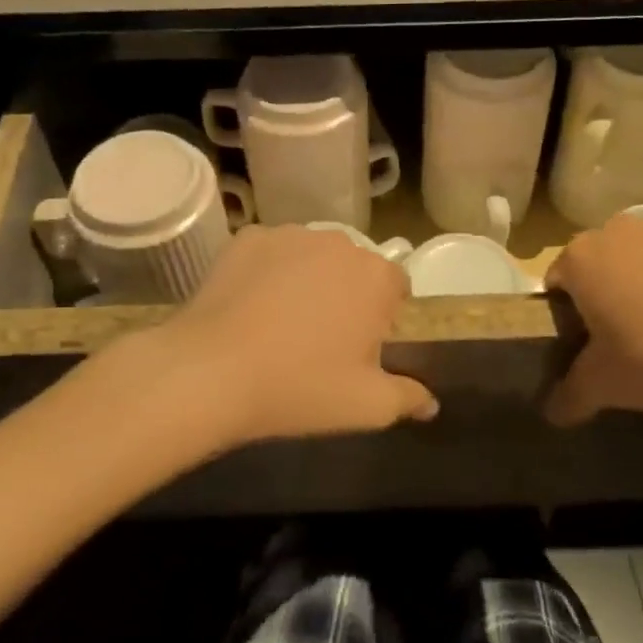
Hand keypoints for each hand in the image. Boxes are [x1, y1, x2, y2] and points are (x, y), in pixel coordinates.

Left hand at [149, 225, 437, 447]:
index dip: (384, 316)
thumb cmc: (300, 387)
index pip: (396, 286)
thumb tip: (431, 403)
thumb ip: (408, 398)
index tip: (361, 346)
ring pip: (311, 257)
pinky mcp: (247, 238)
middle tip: (321, 339)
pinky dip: (267, 272)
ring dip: (308, 280)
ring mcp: (289, 235)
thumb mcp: (367, 406)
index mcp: (375, 276)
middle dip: (346, 295)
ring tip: (280, 323)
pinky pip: (270, 253)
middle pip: (354, 267)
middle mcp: (338, 243)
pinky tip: (250, 306)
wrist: (211, 372)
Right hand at [544, 210, 642, 425]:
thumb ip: (569, 396)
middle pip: (604, 256)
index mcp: (582, 259)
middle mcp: (620, 228)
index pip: (559, 278)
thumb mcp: (604, 386)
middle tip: (631, 328)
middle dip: (611, 284)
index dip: (569, 309)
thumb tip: (552, 413)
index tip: (587, 337)